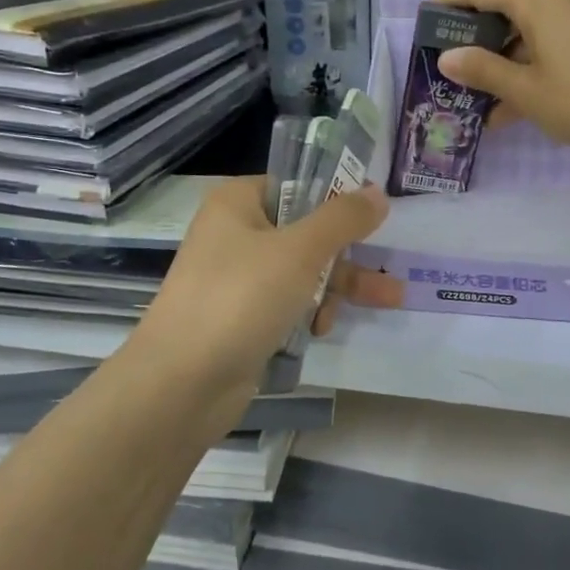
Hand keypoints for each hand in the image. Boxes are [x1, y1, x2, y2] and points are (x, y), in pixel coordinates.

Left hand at [132, 176, 386, 410]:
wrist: (181, 384)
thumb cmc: (240, 298)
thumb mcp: (300, 251)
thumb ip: (343, 219)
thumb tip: (378, 193)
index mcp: (238, 203)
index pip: (297, 185)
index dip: (337, 196)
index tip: (375, 213)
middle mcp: (235, 234)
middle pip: (306, 231)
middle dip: (348, 252)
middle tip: (389, 262)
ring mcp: (237, 279)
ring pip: (302, 270)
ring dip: (338, 285)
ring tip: (388, 300)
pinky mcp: (242, 318)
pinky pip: (287, 303)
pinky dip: (309, 311)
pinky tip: (321, 329)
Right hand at [435, 0, 569, 157]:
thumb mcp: (525, 90)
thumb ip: (482, 70)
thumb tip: (447, 58)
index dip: (444, 7)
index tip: (426, 38)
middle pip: (498, 3)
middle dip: (471, 37)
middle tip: (450, 72)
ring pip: (522, 25)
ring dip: (498, 57)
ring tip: (477, 98)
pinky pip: (546, 39)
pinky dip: (525, 63)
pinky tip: (510, 107)